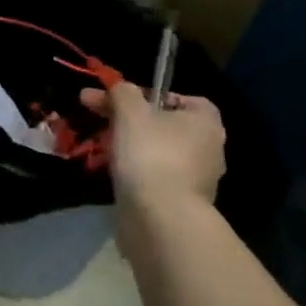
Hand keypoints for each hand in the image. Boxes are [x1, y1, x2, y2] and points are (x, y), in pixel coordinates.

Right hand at [80, 81, 225, 214]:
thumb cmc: (151, 153)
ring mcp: (197, 179)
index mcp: (205, 123)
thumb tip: (122, 88)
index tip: (125, 100)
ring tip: (99, 146)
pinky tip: (113, 172)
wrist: (160, 218)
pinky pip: (155, 175)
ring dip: (131, 145)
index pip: (185, 99)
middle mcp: (209, 149)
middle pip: (166, 124)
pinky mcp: (180, 202)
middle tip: (95, 114)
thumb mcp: (130, 111)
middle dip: (130, 118)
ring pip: (158, 150)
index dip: (154, 95)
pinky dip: (135, 170)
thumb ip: (124, 92)